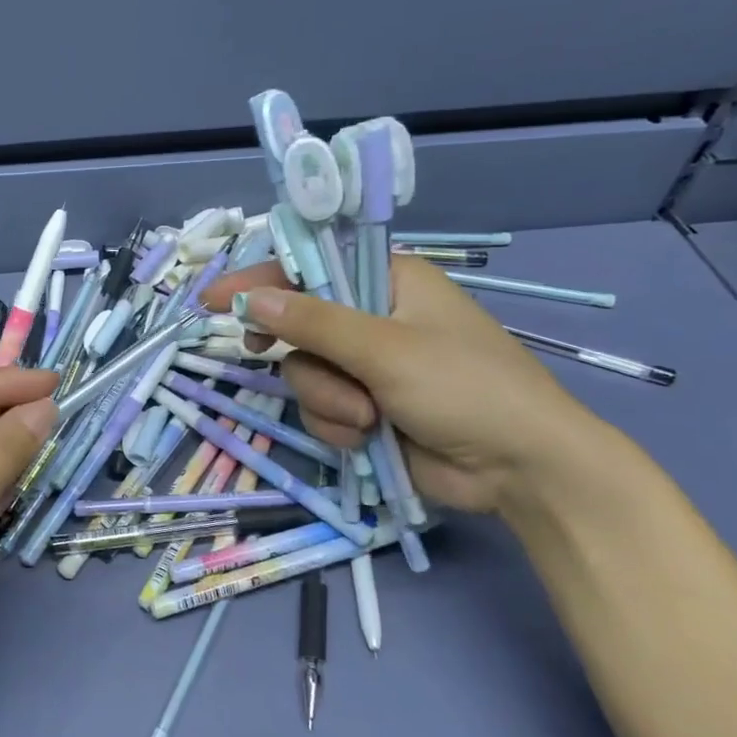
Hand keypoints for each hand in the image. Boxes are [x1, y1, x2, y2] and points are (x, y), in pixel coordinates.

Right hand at [201, 257, 606, 514]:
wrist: (521, 469)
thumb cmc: (465, 387)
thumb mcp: (386, 349)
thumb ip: (313, 323)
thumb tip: (249, 299)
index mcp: (389, 281)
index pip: (310, 267)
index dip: (260, 279)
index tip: (215, 299)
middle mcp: (374, 318)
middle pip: (299, 323)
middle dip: (298, 350)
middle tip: (257, 349)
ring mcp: (369, 366)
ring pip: (305, 372)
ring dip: (327, 398)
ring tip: (366, 417)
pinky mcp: (366, 408)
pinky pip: (321, 407)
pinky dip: (337, 424)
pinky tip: (367, 437)